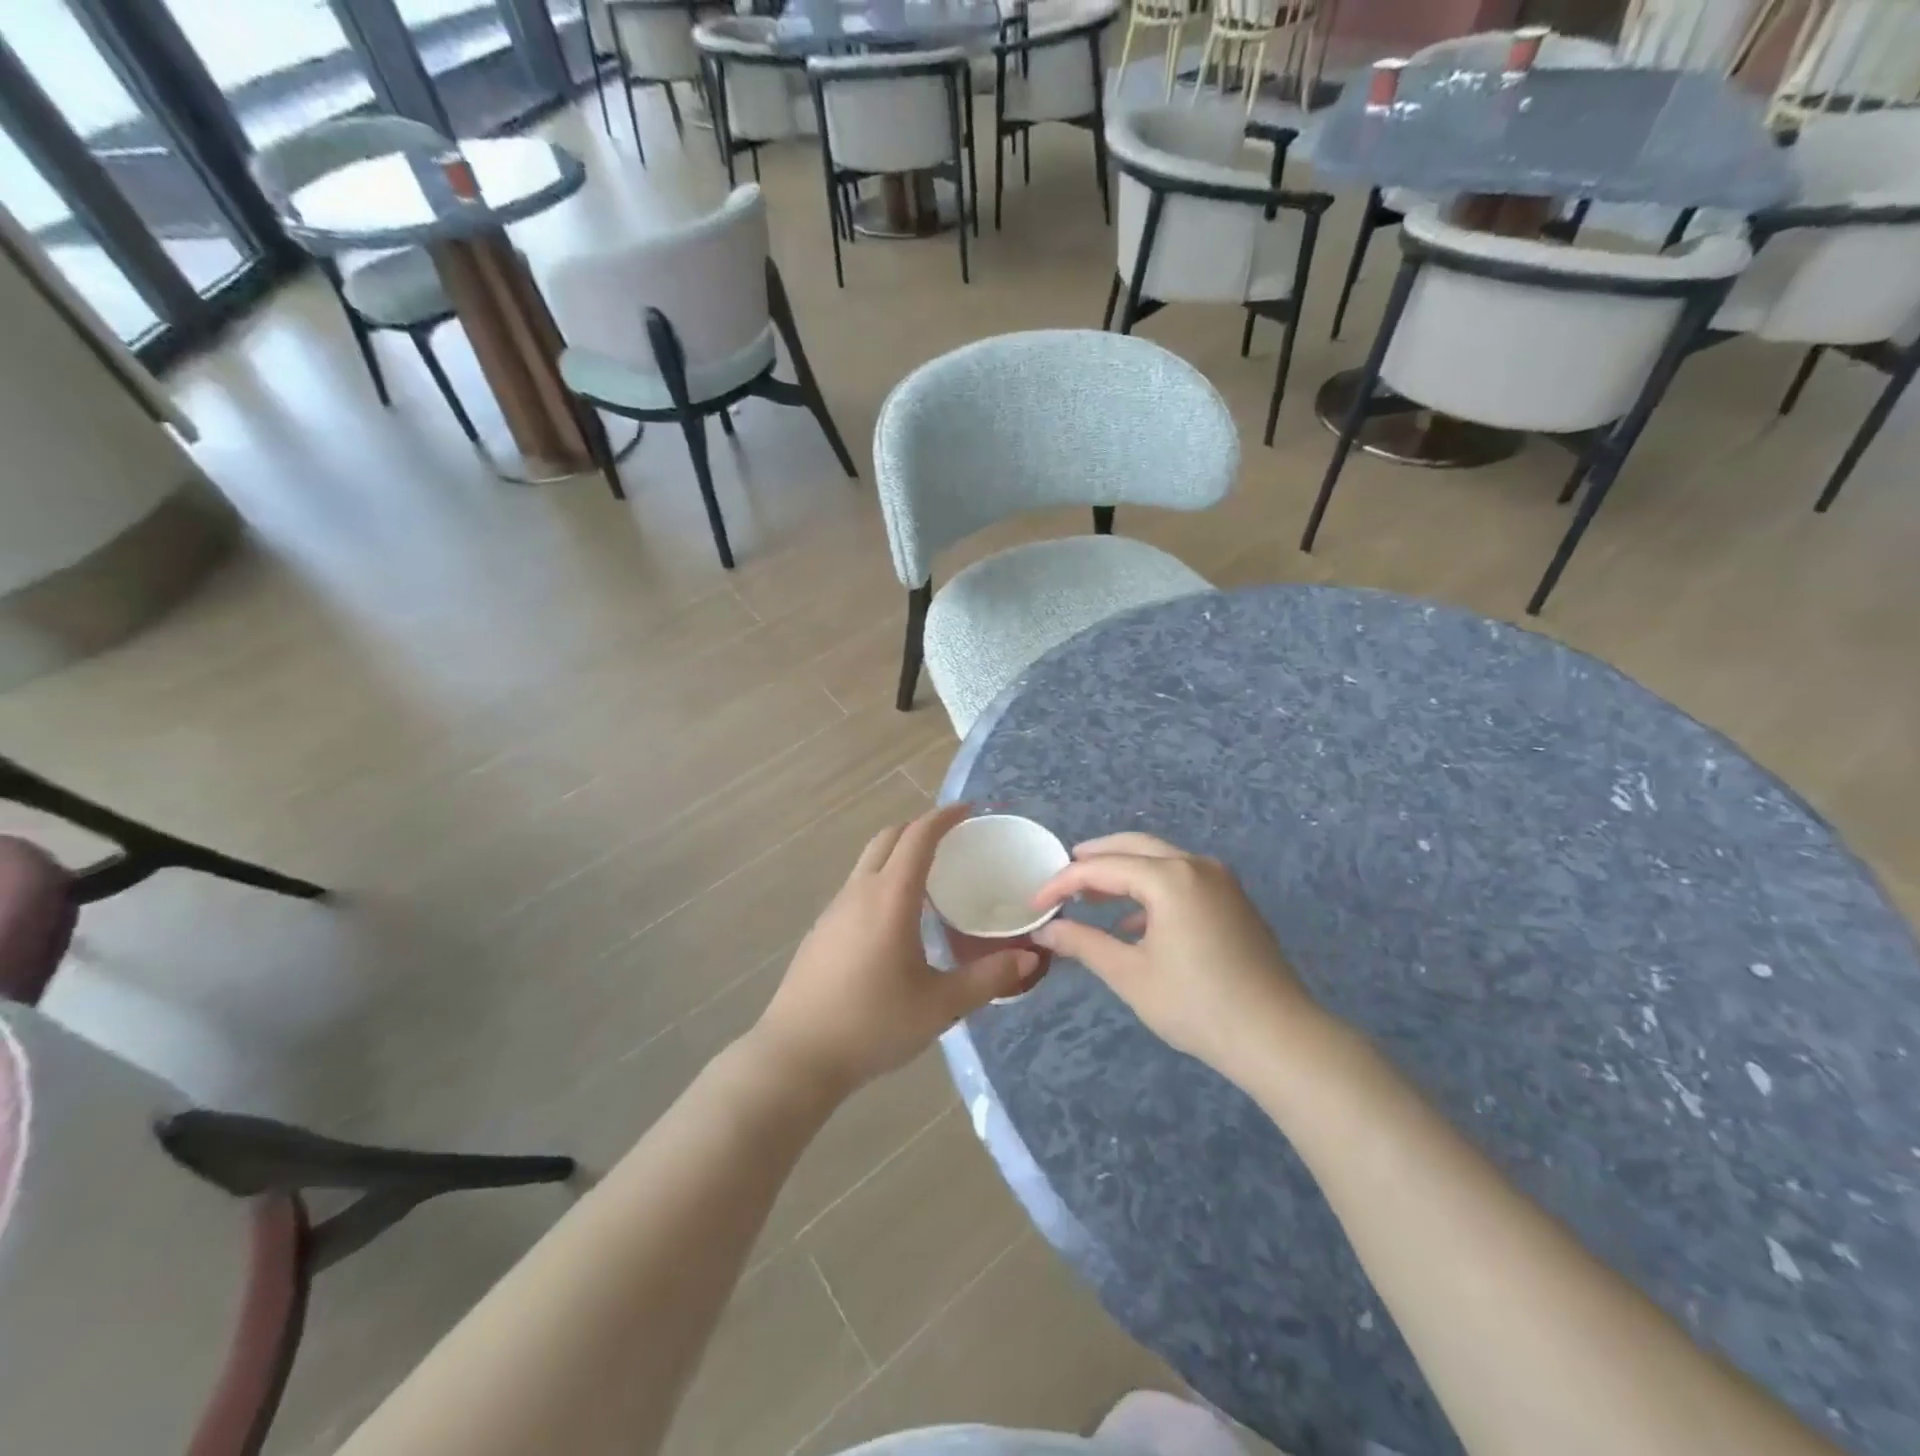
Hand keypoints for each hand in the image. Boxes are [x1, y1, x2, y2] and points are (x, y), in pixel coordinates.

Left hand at [751, 804, 1044, 1097]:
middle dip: (920, 828)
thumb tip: (1030, 956)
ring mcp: (834, 909)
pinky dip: (881, 880)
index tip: (969, 810)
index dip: (944, 817)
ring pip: (868, 861)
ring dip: (898, 854)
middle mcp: (859, 891)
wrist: (797, 1055)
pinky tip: (896, 919)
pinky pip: (857, 887)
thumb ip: (988, 978)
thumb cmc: (873, 1024)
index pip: (918, 837)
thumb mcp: (940, 1005)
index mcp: (890, 897)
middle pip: (888, 838)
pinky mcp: (821, 930)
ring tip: (929, 878)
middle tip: (953, 839)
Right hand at [1029, 833, 1323, 1082]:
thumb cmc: (1197, 1005)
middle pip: (1133, 846)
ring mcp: (1220, 880)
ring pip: (1160, 860)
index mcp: (1169, 877)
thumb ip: (1083, 943)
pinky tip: (1134, 923)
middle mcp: (1195, 865)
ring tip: (1091, 896)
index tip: (1036, 903)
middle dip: (1094, 859)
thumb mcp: (1130, 975)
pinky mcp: (1233, 900)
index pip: (1101, 867)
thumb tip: (1046, 930)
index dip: (1063, 882)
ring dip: (1123, 872)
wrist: (1278, 1037)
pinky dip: (1151, 889)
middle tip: (1062, 878)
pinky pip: (1182, 879)